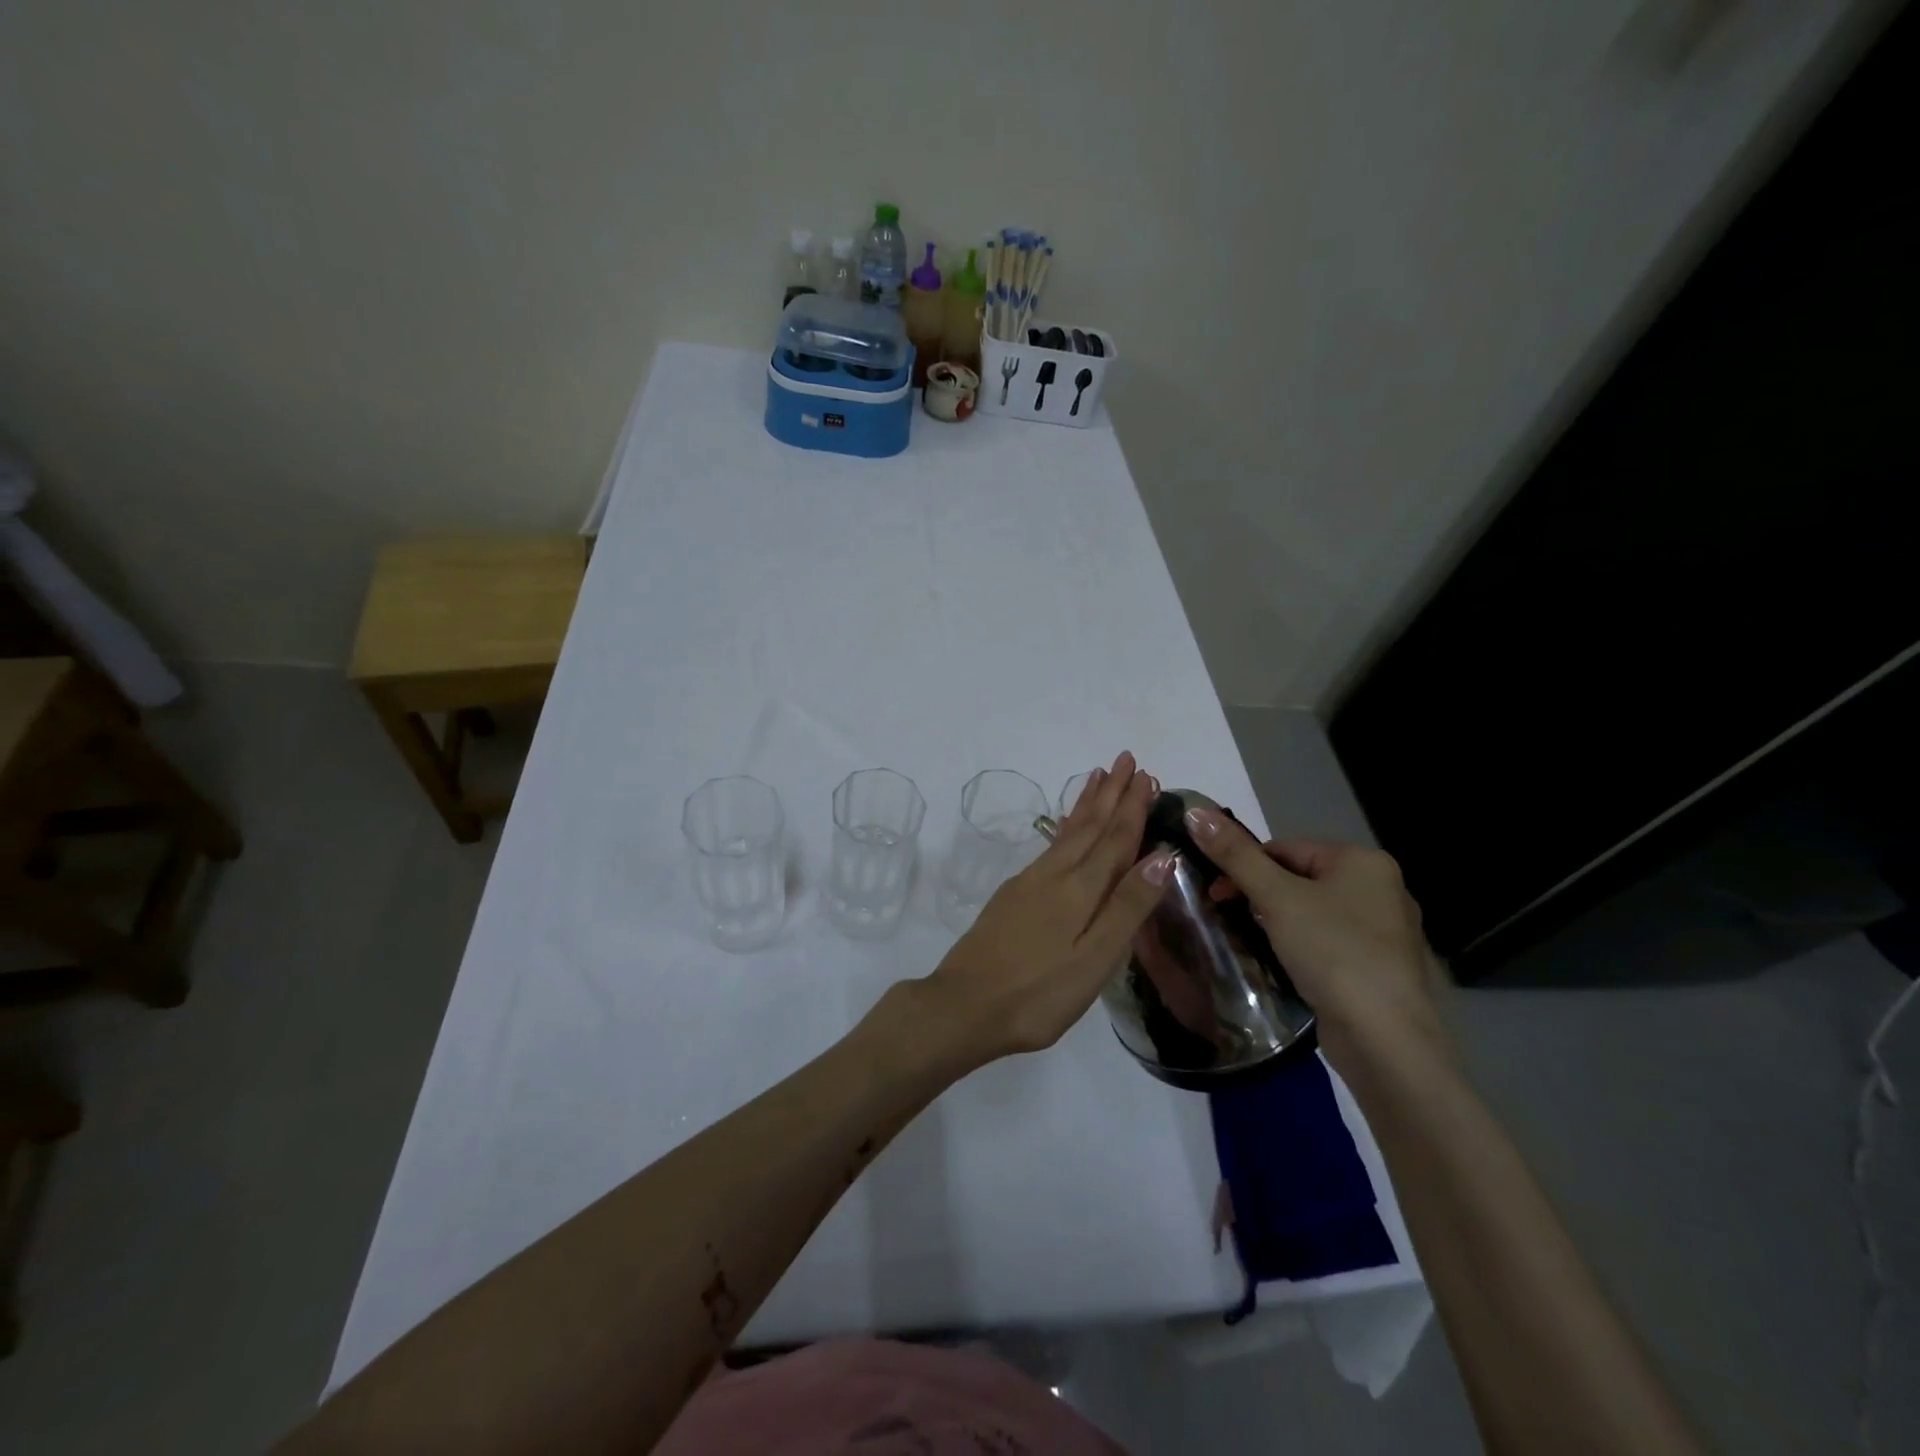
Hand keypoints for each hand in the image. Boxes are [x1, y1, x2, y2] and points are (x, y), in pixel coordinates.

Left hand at [915, 752, 1172, 1068]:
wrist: (963, 1005)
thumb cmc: (1038, 994)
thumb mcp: (1094, 960)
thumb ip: (1127, 908)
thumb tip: (1162, 856)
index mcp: (1080, 890)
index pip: (1115, 839)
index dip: (1132, 808)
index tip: (1146, 775)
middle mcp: (1054, 875)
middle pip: (1089, 826)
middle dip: (1110, 793)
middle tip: (1126, 759)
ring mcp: (1029, 883)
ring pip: (1067, 832)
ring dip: (1087, 804)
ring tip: (1097, 776)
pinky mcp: (1013, 895)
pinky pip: (1050, 847)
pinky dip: (1065, 827)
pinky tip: (1066, 828)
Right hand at [1184, 808, 1451, 1078]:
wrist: (1385, 1039)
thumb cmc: (1333, 953)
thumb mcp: (1276, 897)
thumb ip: (1234, 854)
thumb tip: (1194, 811)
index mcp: (1363, 861)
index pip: (1285, 848)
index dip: (1244, 866)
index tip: (1214, 893)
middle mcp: (1381, 888)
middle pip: (1298, 878)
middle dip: (1260, 896)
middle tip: (1227, 918)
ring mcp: (1384, 931)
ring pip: (1311, 912)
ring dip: (1277, 923)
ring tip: (1251, 943)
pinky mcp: (1379, 967)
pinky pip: (1327, 942)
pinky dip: (1300, 947)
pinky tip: (1282, 965)